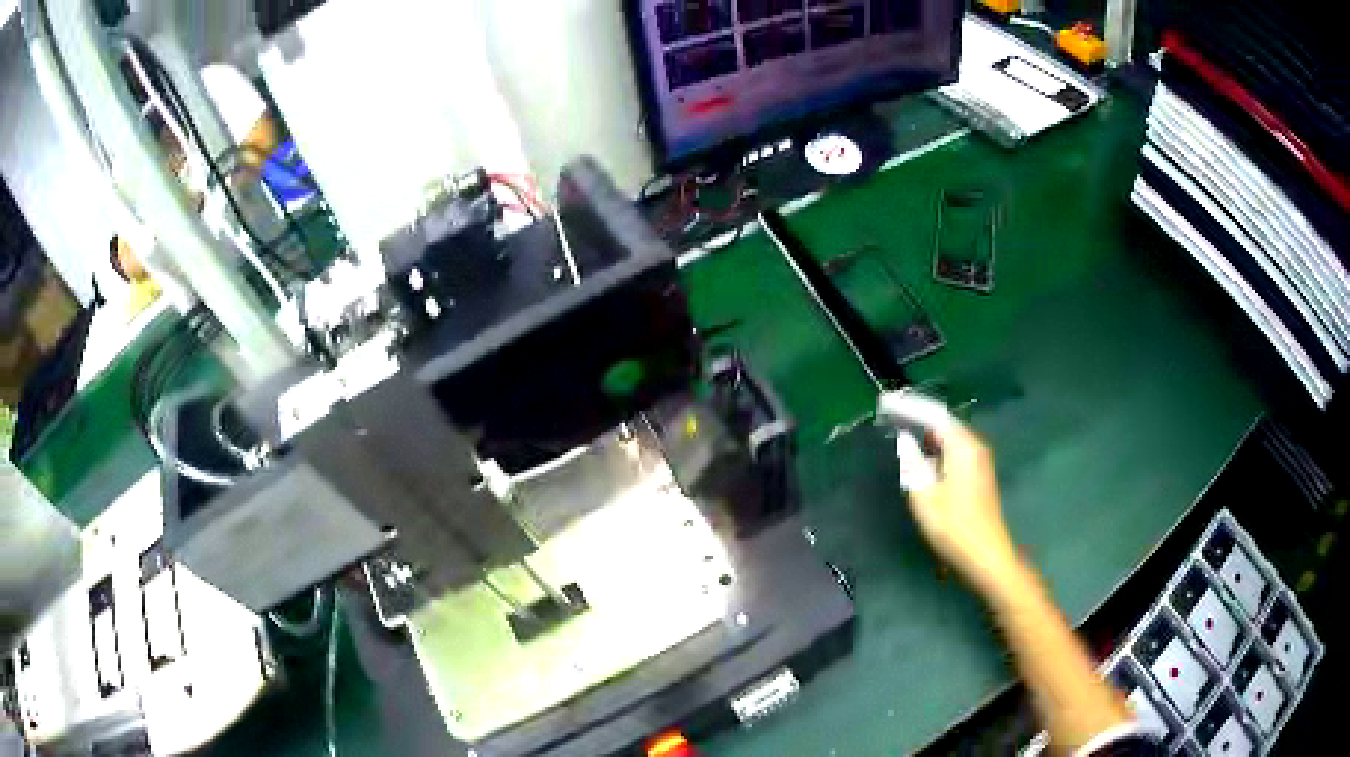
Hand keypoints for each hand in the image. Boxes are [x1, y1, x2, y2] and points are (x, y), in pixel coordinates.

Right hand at [881, 396, 1020, 593]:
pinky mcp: (978, 473)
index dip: (909, 407)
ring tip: (902, 432)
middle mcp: (974, 446)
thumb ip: (912, 462)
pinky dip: (936, 446)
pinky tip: (923, 456)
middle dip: (918, 417)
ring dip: (927, 433)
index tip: (886, 404)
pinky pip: (954, 449)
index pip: (934, 415)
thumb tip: (905, 440)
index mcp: (963, 446)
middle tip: (891, 415)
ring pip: (950, 436)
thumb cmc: (953, 525)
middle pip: (944, 422)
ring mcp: (979, 460)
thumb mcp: (923, 495)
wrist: (985, 554)